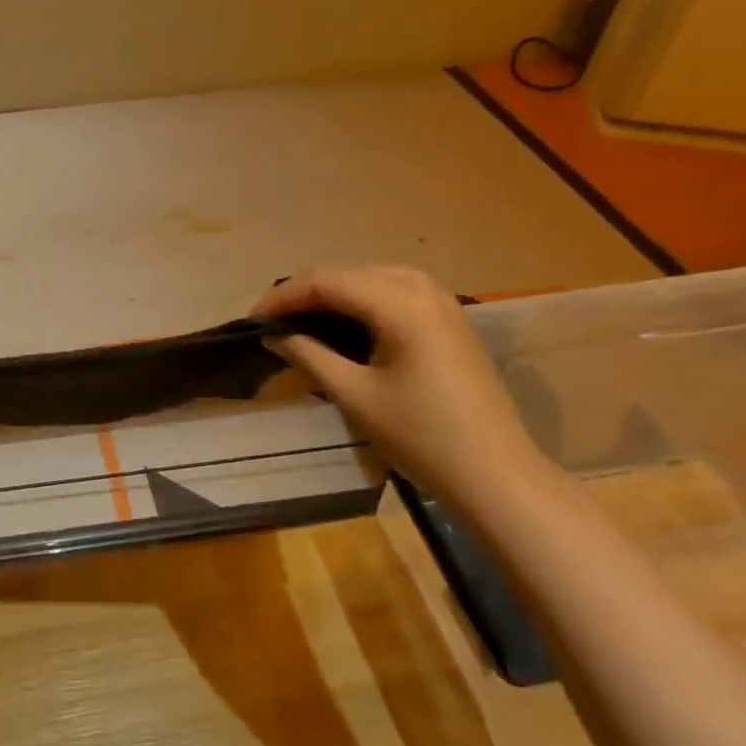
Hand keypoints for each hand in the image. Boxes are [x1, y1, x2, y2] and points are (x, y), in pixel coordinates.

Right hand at [252, 266, 551, 505]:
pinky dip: (359, 302)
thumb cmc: (420, 435)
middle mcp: (423, 288)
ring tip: (299, 321)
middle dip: (304, 293)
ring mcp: (441, 301)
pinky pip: (393, 292)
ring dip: (331, 295)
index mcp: (400, 304)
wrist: (494, 472)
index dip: (282, 296)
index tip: (251, 320)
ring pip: (370, 278)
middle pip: (347, 273)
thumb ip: (308, 355)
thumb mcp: (354, 395)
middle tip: (271, 323)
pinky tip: (342, 325)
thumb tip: (272, 335)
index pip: (325, 281)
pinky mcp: (448, 319)